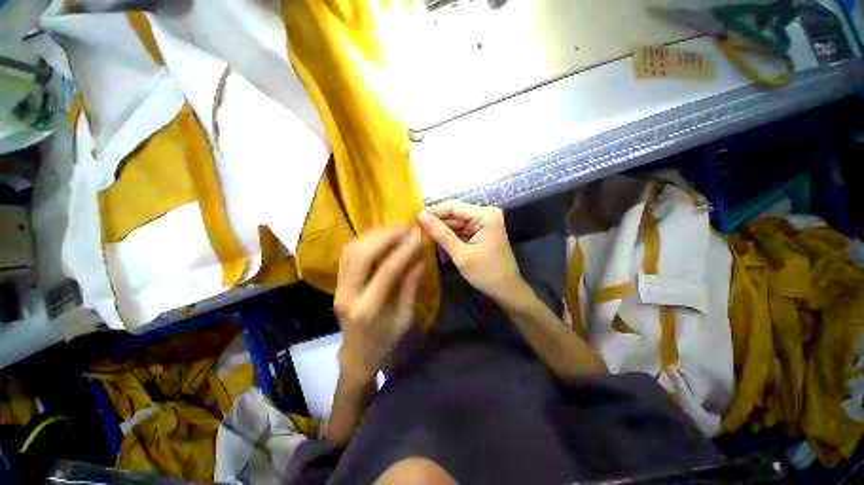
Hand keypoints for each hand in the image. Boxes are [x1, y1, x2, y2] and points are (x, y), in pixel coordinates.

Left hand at [334, 227, 424, 381]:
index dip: (405, 250)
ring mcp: (338, 287)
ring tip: (396, 230)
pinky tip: (381, 237)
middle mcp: (348, 294)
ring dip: (375, 235)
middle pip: (361, 254)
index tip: (419, 236)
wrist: (356, 356)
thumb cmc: (385, 342)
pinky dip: (365, 241)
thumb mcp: (405, 319)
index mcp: (368, 309)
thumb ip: (411, 287)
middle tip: (406, 228)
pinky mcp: (337, 282)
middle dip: (386, 236)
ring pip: (351, 250)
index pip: (387, 270)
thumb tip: (420, 258)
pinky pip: (348, 253)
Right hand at [418, 201, 524, 301]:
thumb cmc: (485, 272)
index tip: (414, 216)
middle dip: (437, 222)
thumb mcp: (460, 253)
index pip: (454, 207)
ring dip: (442, 231)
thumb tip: (421, 216)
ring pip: (457, 224)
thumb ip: (441, 233)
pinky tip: (435, 242)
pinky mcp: (481, 234)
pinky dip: (450, 237)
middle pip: (455, 215)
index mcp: (485, 215)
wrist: (506, 291)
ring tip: (421, 234)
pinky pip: (461, 232)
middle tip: (416, 227)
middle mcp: (486, 215)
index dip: (434, 211)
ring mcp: (484, 225)